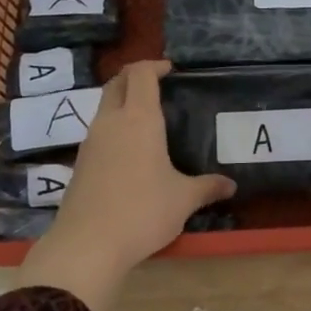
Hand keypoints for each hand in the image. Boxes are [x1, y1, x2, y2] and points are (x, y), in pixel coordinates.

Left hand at [15, 61, 233, 310]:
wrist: (88, 244)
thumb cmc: (143, 212)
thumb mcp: (184, 200)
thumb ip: (208, 187)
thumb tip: (230, 185)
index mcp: (139, 120)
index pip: (140, 74)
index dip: (154, 65)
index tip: (170, 70)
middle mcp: (110, 122)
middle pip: (116, 84)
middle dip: (135, 78)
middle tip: (157, 86)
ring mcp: (90, 142)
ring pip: (104, 108)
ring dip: (123, 104)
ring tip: (148, 121)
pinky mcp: (80, 164)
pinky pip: (98, 133)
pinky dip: (114, 129)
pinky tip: (131, 153)